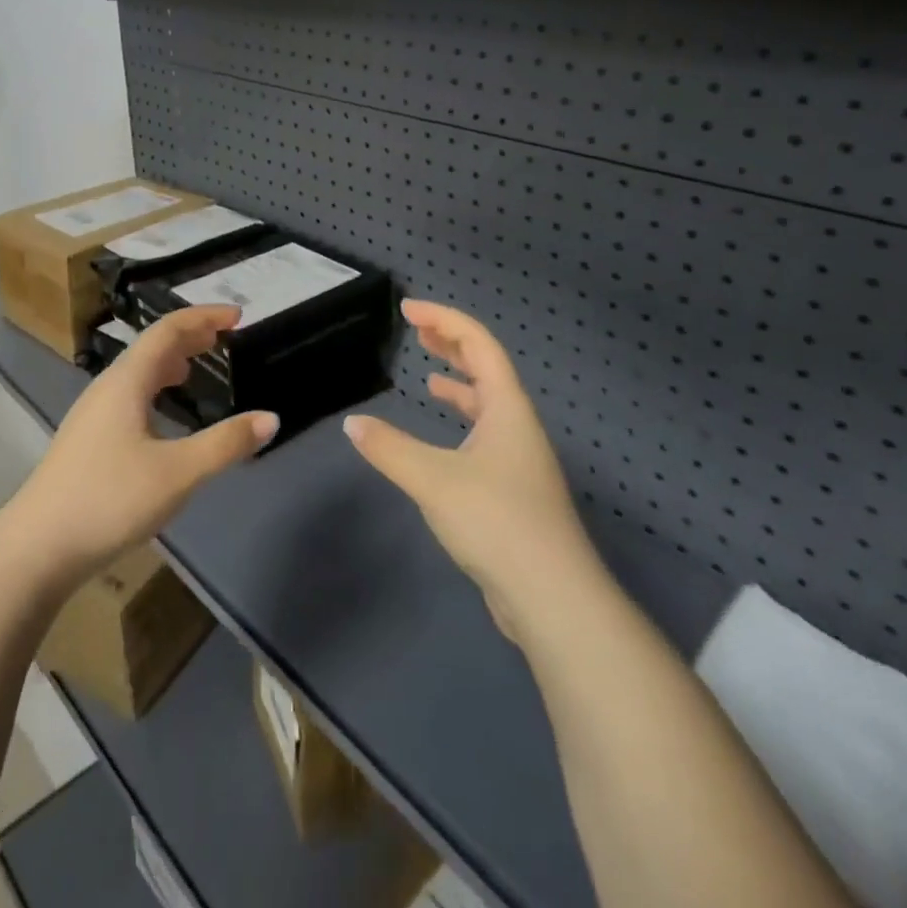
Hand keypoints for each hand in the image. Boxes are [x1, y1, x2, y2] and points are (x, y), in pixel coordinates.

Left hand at [7, 305, 276, 582]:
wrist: (35, 549)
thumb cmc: (109, 500)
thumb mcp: (177, 473)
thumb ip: (225, 444)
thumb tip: (271, 418)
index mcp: (126, 382)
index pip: (168, 331)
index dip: (203, 316)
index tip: (237, 315)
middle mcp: (107, 389)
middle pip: (151, 348)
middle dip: (189, 336)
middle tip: (223, 336)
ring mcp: (92, 415)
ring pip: (137, 373)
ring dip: (171, 362)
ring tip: (196, 366)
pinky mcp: (87, 441)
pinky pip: (129, 396)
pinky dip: (155, 388)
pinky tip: (162, 415)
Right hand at [343, 300, 599, 640]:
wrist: (552, 597)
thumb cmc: (496, 521)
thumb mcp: (433, 479)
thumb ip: (389, 448)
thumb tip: (353, 424)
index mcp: (507, 408)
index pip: (478, 344)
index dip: (444, 320)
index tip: (407, 309)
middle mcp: (518, 425)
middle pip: (487, 368)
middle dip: (452, 343)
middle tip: (418, 329)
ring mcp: (519, 459)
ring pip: (487, 404)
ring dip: (459, 382)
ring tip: (429, 374)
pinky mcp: (513, 491)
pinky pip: (484, 436)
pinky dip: (460, 422)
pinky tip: (440, 441)